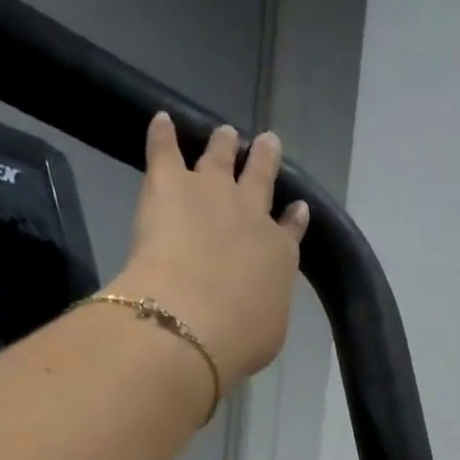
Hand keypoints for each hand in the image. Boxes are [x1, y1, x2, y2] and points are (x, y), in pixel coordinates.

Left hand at [110, 113, 309, 389]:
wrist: (193, 320)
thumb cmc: (238, 339)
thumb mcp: (269, 333)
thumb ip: (266, 308)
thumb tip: (259, 301)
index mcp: (279, 255)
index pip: (290, 230)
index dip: (293, 218)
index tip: (297, 208)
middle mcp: (251, 215)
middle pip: (261, 179)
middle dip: (265, 161)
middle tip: (268, 143)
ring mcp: (212, 193)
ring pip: (221, 156)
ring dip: (224, 144)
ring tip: (226, 134)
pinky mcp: (170, 184)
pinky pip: (166, 149)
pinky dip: (163, 134)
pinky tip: (161, 120)